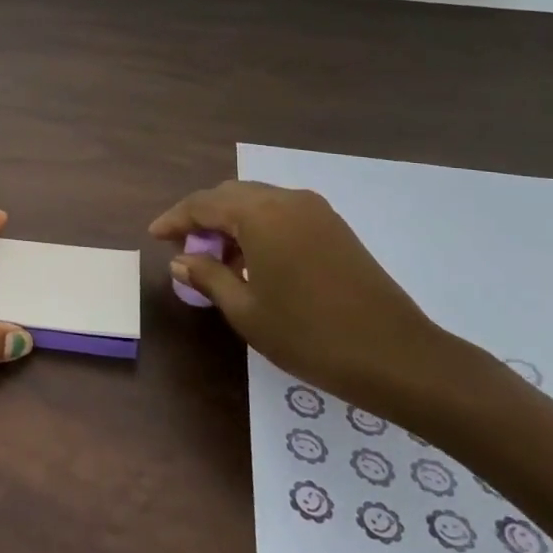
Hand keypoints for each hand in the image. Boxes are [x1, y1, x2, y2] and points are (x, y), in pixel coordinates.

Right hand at [149, 180, 455, 414]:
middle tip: (183, 249)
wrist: (398, 356)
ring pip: (258, 203)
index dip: (175, 220)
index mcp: (260, 214)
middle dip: (202, 218)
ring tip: (216, 261)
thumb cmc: (310, 335)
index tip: (154, 236)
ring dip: (231, 224)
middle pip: (230, 196)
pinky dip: (259, 229)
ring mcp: (316, 211)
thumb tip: (179, 261)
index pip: (203, 204)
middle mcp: (287, 200)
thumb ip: (208, 276)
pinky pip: (283, 215)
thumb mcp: (246, 310)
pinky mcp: (335, 228)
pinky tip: (254, 263)